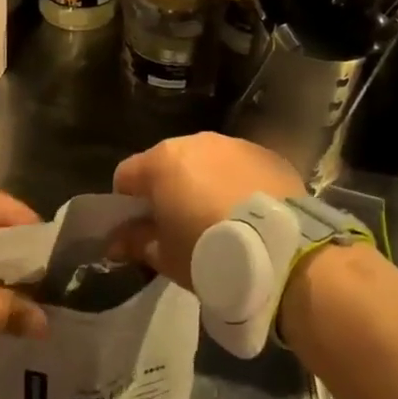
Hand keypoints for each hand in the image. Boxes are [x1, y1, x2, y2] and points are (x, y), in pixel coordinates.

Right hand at [109, 133, 304, 291]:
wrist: (282, 250)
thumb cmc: (210, 251)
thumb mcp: (166, 256)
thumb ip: (136, 242)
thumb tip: (115, 242)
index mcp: (162, 162)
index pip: (127, 175)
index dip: (127, 203)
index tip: (139, 229)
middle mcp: (196, 141)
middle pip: (168, 163)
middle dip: (168, 189)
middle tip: (179, 226)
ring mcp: (235, 144)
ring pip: (206, 161)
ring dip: (204, 183)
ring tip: (220, 219)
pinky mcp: (268, 155)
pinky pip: (241, 167)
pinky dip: (238, 183)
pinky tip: (250, 214)